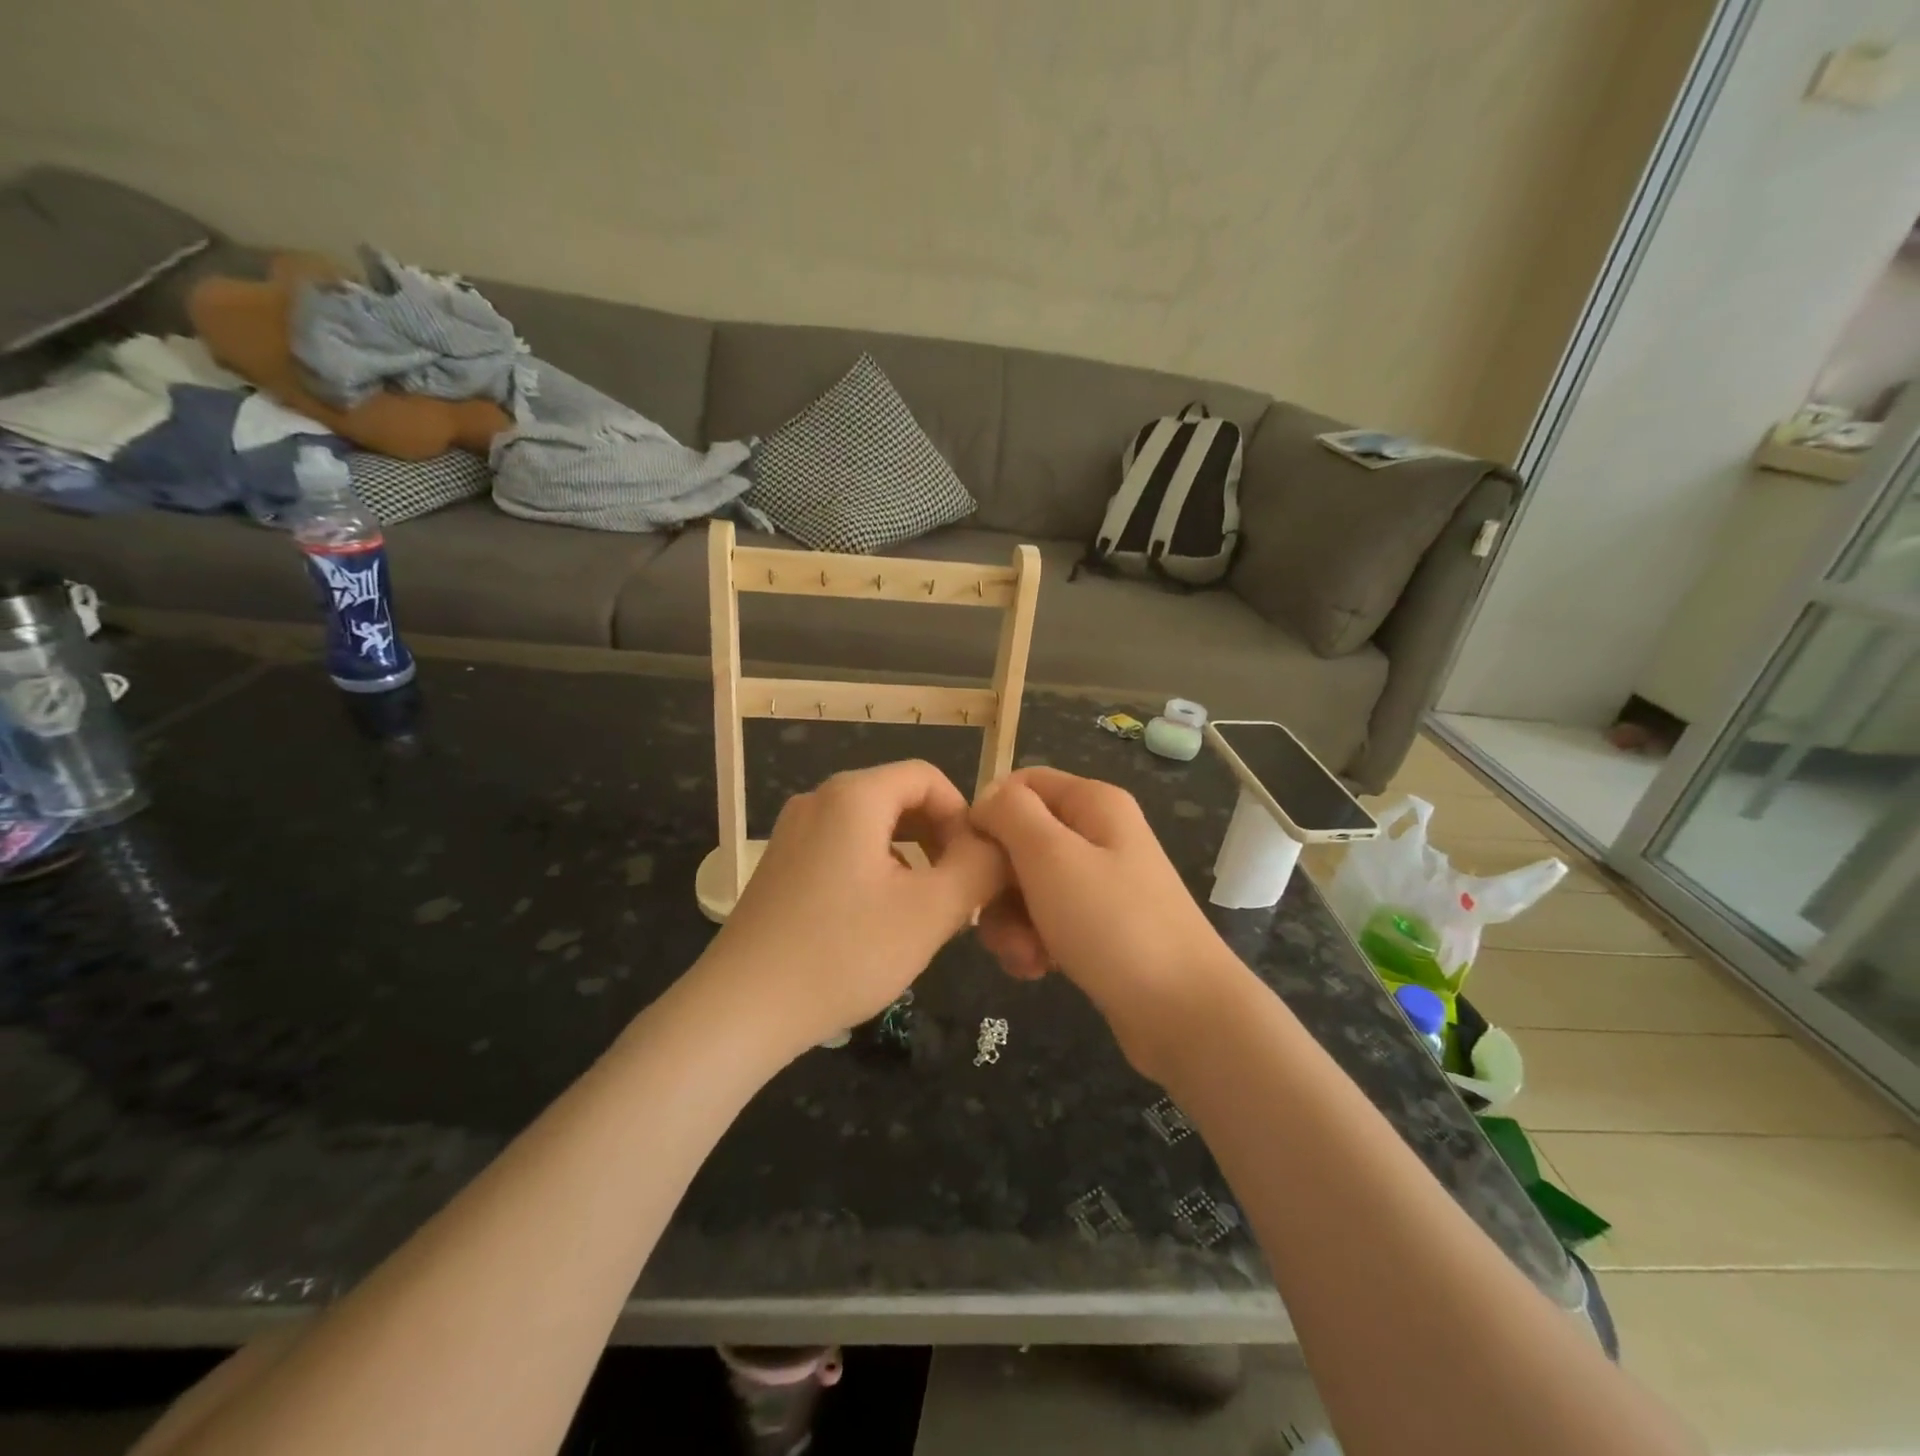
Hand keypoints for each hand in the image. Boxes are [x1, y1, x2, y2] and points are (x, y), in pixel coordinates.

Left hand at [701, 760, 1007, 1058]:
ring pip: (873, 827)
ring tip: (924, 911)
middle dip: (939, 839)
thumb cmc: (844, 953)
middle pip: (899, 798)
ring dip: (911, 858)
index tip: (976, 868)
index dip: (963, 816)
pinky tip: (879, 921)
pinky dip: (876, 870)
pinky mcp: (781, 864)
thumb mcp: (931, 911)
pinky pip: (844, 848)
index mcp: (854, 795)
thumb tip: (998, 847)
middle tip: (957, 893)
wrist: (741, 1010)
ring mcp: (793, 832)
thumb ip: (980, 868)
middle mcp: (819, 800)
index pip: (928, 776)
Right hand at [971, 767, 1245, 1079]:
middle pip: (1020, 839)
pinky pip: (1046, 920)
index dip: (989, 813)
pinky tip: (1038, 969)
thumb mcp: (1051, 856)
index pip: (1021, 784)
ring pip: (1027, 885)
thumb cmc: (1112, 924)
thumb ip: (1011, 814)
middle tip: (992, 919)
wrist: (1183, 1012)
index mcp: (1093, 803)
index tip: (969, 857)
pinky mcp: (1098, 926)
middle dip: (998, 881)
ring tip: (1025, 956)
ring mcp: (1100, 883)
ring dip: (1011, 921)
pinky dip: (1033, 942)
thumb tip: (987, 798)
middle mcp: (1097, 835)